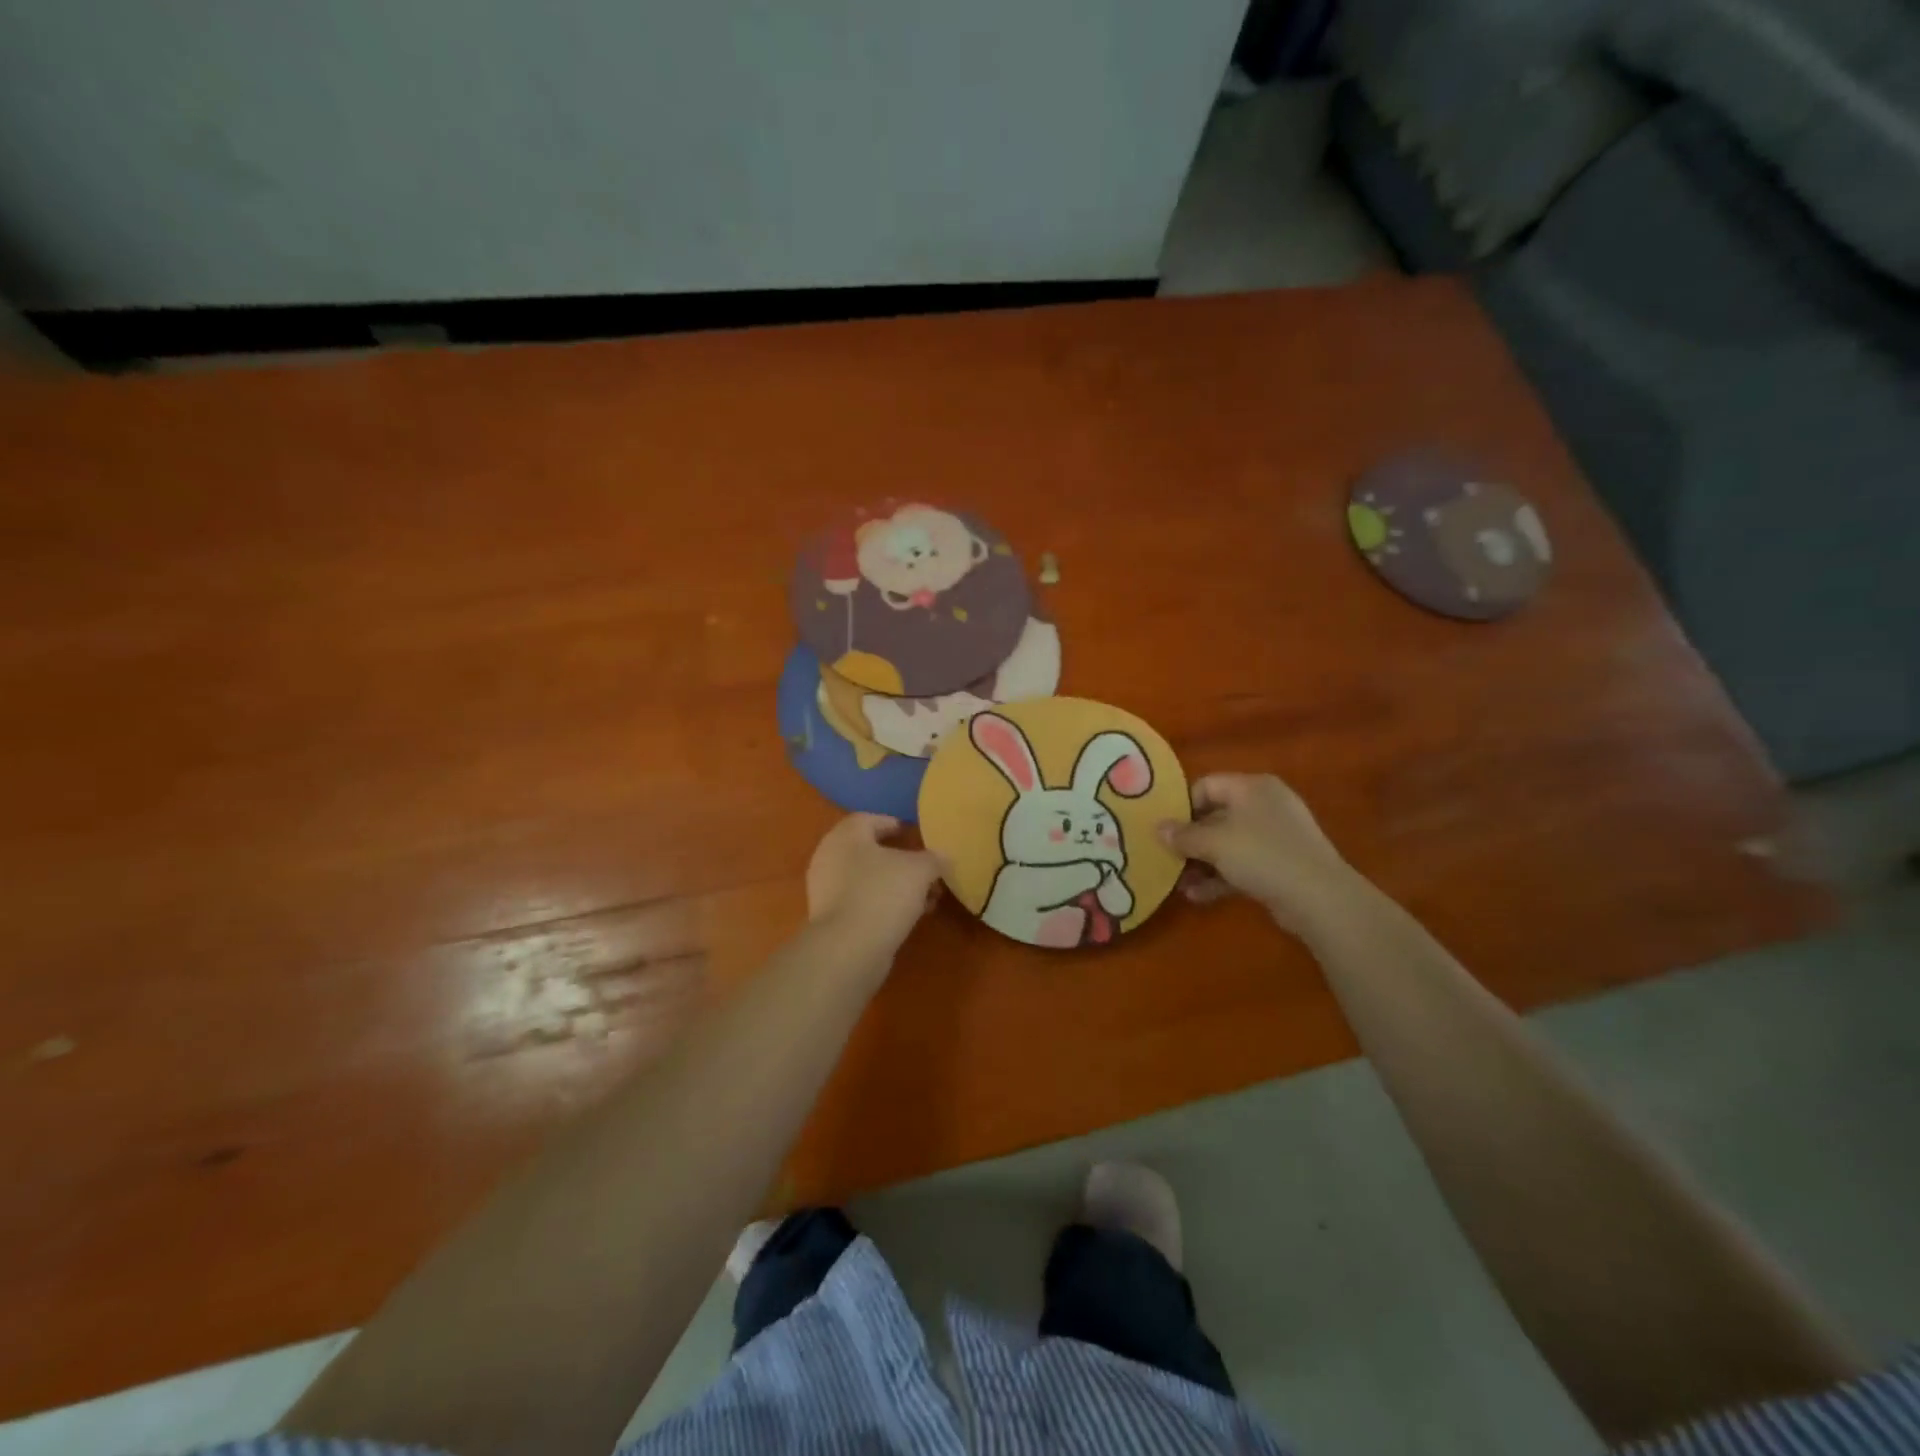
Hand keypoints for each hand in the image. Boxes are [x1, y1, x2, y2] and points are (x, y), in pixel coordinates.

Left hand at [805, 813, 943, 964]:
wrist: (849, 948)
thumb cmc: (883, 893)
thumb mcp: (920, 870)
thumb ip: (933, 859)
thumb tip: (942, 858)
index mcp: (846, 836)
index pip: (869, 820)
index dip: (893, 824)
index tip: (913, 835)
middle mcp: (830, 857)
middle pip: (869, 852)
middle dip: (900, 861)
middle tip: (925, 871)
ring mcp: (826, 890)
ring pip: (867, 880)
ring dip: (896, 886)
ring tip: (926, 899)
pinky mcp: (830, 919)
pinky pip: (862, 902)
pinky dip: (884, 905)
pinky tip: (908, 917)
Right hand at [1158, 773, 1365, 935]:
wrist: (1319, 897)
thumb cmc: (1262, 855)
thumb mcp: (1214, 843)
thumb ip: (1183, 835)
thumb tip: (1158, 828)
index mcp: (1252, 787)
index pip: (1206, 785)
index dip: (1182, 806)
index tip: (1164, 829)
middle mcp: (1265, 805)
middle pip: (1216, 816)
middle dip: (1190, 840)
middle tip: (1167, 858)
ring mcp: (1276, 836)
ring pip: (1228, 844)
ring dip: (1202, 863)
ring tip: (1179, 884)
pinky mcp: (1282, 864)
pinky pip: (1243, 864)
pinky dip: (1221, 877)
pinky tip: (1199, 896)